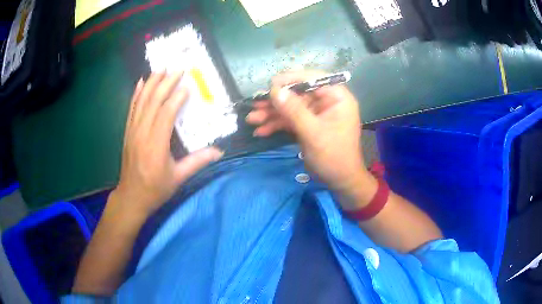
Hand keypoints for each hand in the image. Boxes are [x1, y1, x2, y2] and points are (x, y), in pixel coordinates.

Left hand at [114, 72, 222, 217]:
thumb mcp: (178, 178)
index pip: (166, 114)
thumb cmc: (155, 189)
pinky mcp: (127, 132)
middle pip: (153, 102)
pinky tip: (140, 82)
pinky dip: (136, 94)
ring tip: (160, 68)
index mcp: (156, 145)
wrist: (131, 197)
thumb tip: (219, 151)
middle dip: (165, 83)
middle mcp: (142, 134)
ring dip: (151, 83)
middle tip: (177, 69)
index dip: (176, 98)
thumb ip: (197, 162)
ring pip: (141, 101)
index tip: (187, 86)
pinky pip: (131, 108)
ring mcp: (132, 131)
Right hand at [246, 71, 372, 199]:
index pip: (313, 79)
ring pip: (291, 107)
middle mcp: (327, 101)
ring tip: (251, 119)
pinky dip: (276, 124)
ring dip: (272, 114)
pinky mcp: (308, 124)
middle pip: (298, 93)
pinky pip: (291, 120)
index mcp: (337, 97)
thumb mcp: (313, 133)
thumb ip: (294, 110)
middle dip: (275, 101)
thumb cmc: (333, 156)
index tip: (270, 86)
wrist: (340, 181)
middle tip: (254, 105)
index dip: (290, 80)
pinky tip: (261, 131)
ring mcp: (316, 113)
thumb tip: (275, 90)